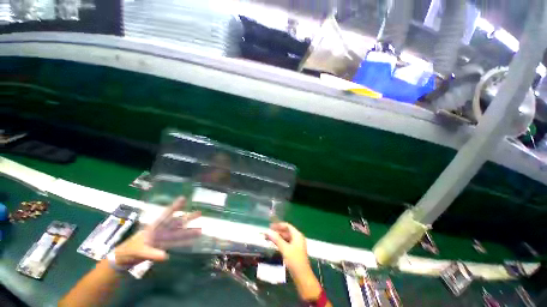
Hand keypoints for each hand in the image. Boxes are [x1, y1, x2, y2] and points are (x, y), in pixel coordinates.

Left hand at [114, 197, 200, 266]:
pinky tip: (191, 241)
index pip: (166, 215)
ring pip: (178, 233)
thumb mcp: (139, 251)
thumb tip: (166, 255)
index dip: (175, 207)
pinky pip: (176, 243)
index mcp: (154, 228)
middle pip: (176, 222)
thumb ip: (152, 253)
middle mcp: (161, 231)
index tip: (183, 198)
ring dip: (189, 232)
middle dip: (188, 217)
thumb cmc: (129, 251)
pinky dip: (184, 242)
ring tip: (200, 230)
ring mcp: (163, 238)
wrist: (124, 259)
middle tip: (200, 213)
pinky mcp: (163, 246)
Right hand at [265, 222, 309, 274]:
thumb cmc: (294, 260)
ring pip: (285, 237)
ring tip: (268, 238)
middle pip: (286, 231)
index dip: (279, 225)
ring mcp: (296, 245)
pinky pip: (286, 243)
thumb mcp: (285, 249)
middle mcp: (297, 238)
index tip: (270, 226)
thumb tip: (267, 231)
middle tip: (267, 232)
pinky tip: (274, 244)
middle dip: (277, 231)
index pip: (287, 226)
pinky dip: (280, 242)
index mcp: (297, 235)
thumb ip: (276, 239)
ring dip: (277, 237)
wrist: (302, 276)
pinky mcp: (294, 251)